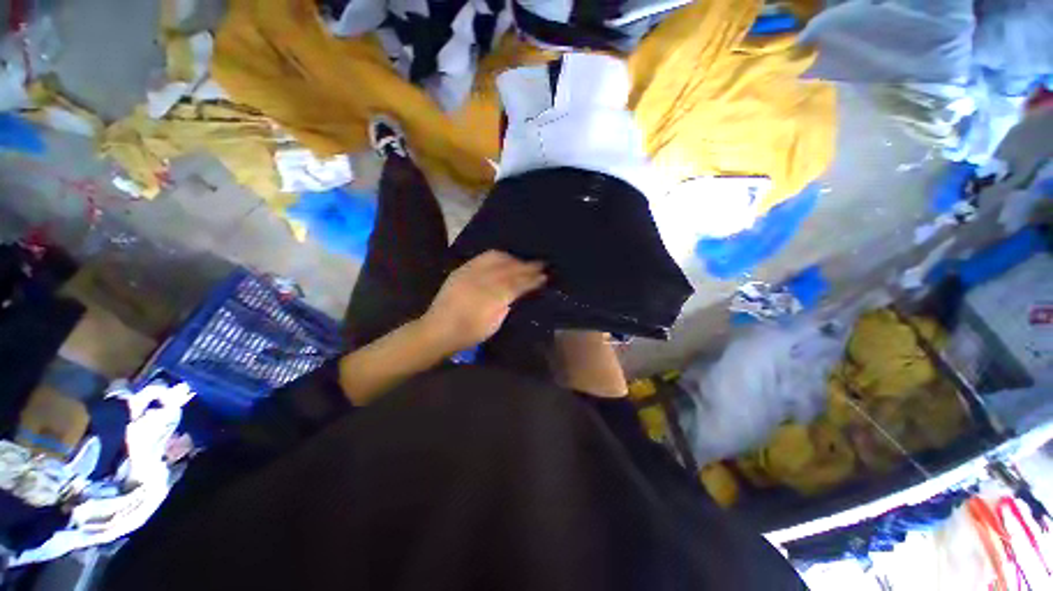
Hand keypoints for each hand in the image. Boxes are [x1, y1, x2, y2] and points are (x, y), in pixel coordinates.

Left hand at [420, 250, 545, 352]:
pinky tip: (504, 258)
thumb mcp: (494, 323)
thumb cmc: (469, 333)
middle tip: (541, 264)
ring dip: (514, 259)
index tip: (544, 276)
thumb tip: (520, 292)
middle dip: (526, 266)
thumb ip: (508, 304)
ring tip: (523, 261)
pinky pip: (483, 257)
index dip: (531, 279)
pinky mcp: (462, 269)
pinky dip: (498, 256)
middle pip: (509, 269)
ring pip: (497, 259)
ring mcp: (470, 273)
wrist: (438, 330)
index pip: (517, 284)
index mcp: (491, 299)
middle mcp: (481, 282)